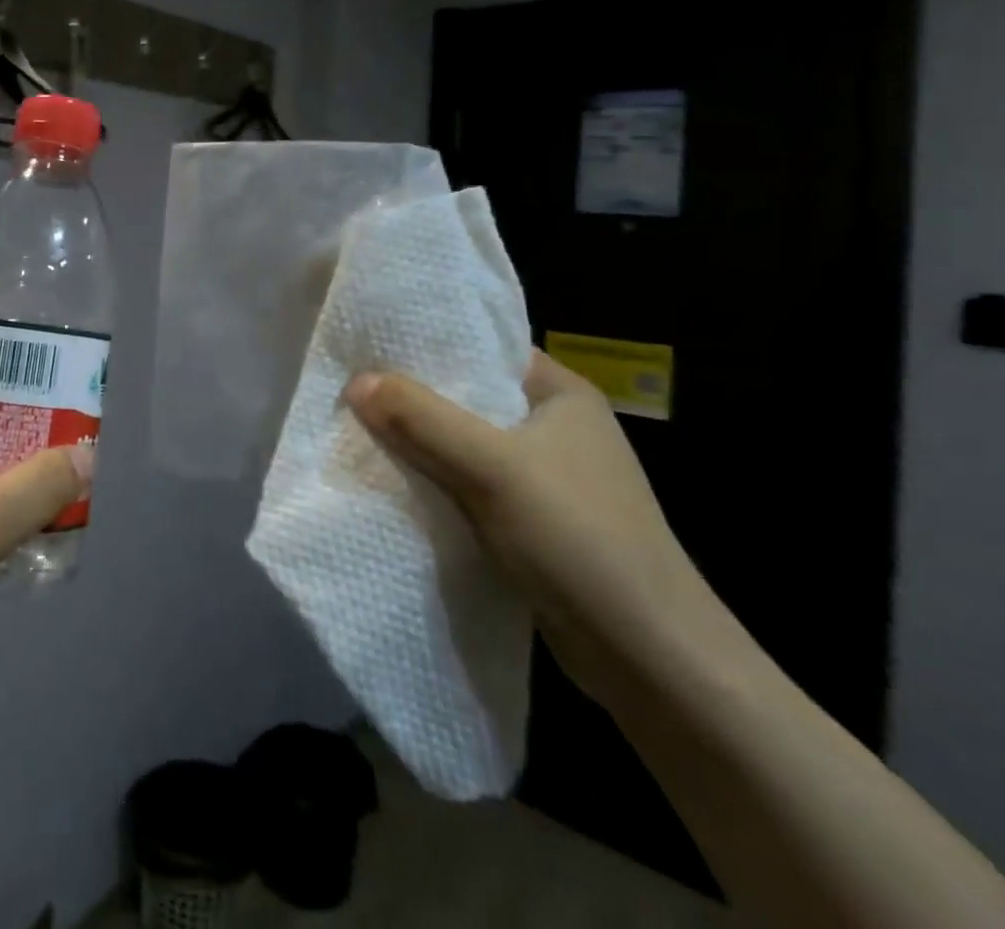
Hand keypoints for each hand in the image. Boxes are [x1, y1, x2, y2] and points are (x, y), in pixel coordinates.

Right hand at [346, 352, 731, 708]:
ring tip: (360, 429)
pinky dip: (437, 481)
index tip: (372, 343)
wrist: (651, 659)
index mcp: (561, 394)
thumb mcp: (492, 467)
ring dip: (422, 444)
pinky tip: (395, 482)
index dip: (429, 344)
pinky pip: (471, 484)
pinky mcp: (535, 522)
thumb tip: (356, 381)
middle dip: (414, 397)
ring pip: (466, 444)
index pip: (485, 348)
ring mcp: (547, 478)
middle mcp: (556, 427)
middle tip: (353, 387)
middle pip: (469, 397)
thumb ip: (422, 419)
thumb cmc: (579, 539)